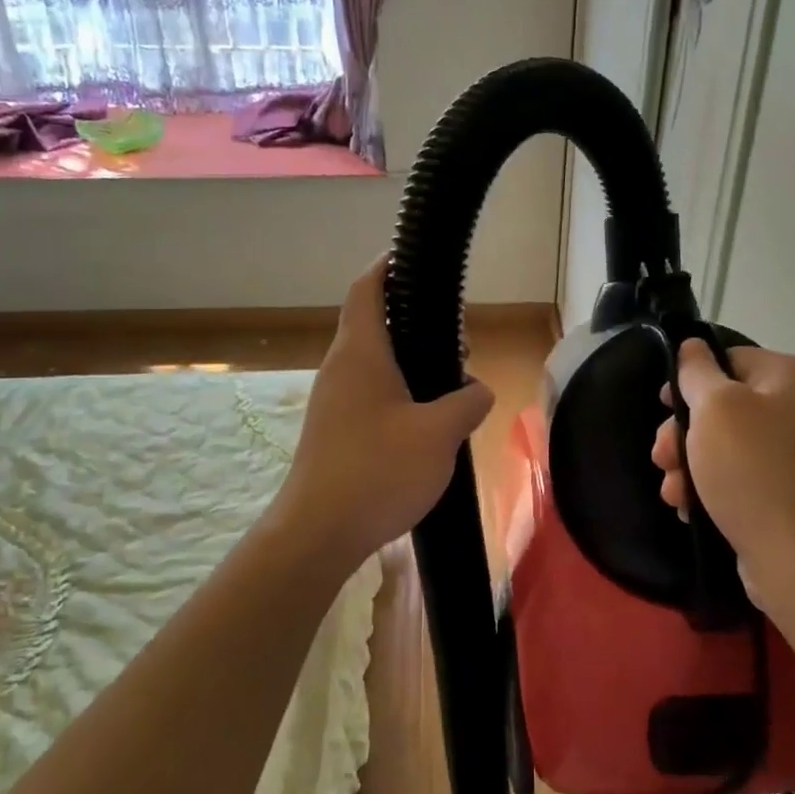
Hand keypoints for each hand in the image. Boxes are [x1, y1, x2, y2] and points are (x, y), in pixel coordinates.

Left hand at [273, 257, 493, 570]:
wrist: (317, 533)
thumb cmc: (378, 471)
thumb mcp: (440, 434)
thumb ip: (468, 402)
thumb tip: (476, 391)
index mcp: (360, 353)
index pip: (368, 288)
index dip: (388, 266)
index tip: (415, 259)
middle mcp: (340, 368)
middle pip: (376, 325)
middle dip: (416, 325)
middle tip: (456, 343)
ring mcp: (333, 401)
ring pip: (375, 364)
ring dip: (410, 364)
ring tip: (450, 385)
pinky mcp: (334, 431)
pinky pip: (370, 394)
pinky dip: (399, 393)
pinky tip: (426, 422)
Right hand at [651, 340, 794, 622]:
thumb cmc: (753, 472)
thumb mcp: (715, 409)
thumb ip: (697, 371)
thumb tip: (693, 346)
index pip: (731, 359)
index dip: (690, 379)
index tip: (663, 406)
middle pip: (725, 405)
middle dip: (684, 433)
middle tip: (661, 457)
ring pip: (727, 445)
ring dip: (690, 464)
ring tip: (672, 491)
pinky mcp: (791, 492)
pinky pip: (742, 476)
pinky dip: (712, 487)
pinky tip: (690, 508)